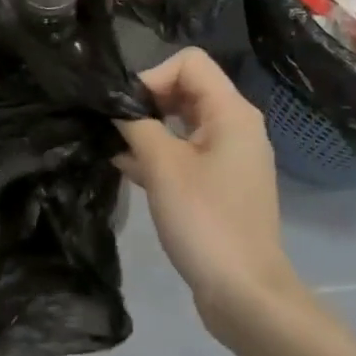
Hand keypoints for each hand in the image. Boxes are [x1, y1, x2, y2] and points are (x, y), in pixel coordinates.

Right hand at [116, 48, 296, 334]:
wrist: (244, 293)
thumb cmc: (205, 220)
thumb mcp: (162, 166)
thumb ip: (135, 125)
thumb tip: (114, 106)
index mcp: (231, 113)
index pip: (189, 63)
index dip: (152, 75)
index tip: (126, 107)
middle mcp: (235, 127)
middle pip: (186, 89)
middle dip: (146, 101)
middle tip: (114, 124)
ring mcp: (228, 157)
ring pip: (181, 122)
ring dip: (147, 128)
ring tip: (111, 144)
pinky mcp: (218, 184)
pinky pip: (184, 152)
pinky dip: (157, 153)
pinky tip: (123, 166)